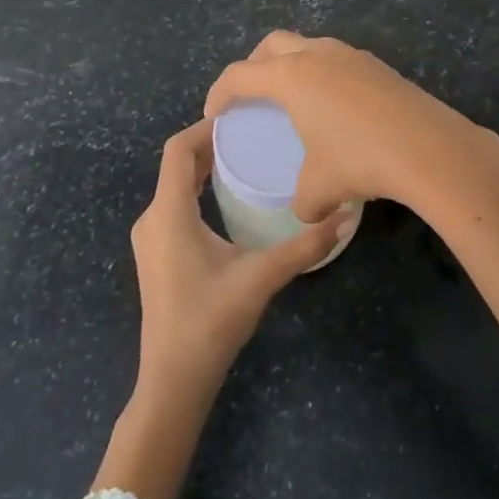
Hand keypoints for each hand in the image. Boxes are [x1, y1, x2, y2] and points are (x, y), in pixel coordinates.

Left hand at [92, 121, 349, 498]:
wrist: (173, 381)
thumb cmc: (210, 321)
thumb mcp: (261, 277)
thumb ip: (304, 246)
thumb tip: (346, 217)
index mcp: (168, 213)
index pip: (177, 150)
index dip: (205, 127)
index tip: (241, 117)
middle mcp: (153, 219)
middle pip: (177, 165)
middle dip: (212, 145)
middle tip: (253, 134)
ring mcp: (151, 239)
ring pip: (175, 186)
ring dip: (205, 168)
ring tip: (246, 159)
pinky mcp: (157, 255)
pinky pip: (175, 205)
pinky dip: (198, 190)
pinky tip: (228, 199)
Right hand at [207, 32, 498, 342]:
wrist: (428, 147)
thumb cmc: (361, 160)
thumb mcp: (320, 189)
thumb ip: (303, 201)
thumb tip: (307, 212)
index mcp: (290, 77)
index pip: (240, 75)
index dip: (220, 93)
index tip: (214, 114)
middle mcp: (317, 55)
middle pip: (272, 44)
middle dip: (254, 66)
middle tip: (250, 95)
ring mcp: (351, 55)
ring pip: (308, 46)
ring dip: (292, 64)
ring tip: (293, 98)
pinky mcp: (378, 65)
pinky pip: (337, 59)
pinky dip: (323, 74)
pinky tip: (334, 106)